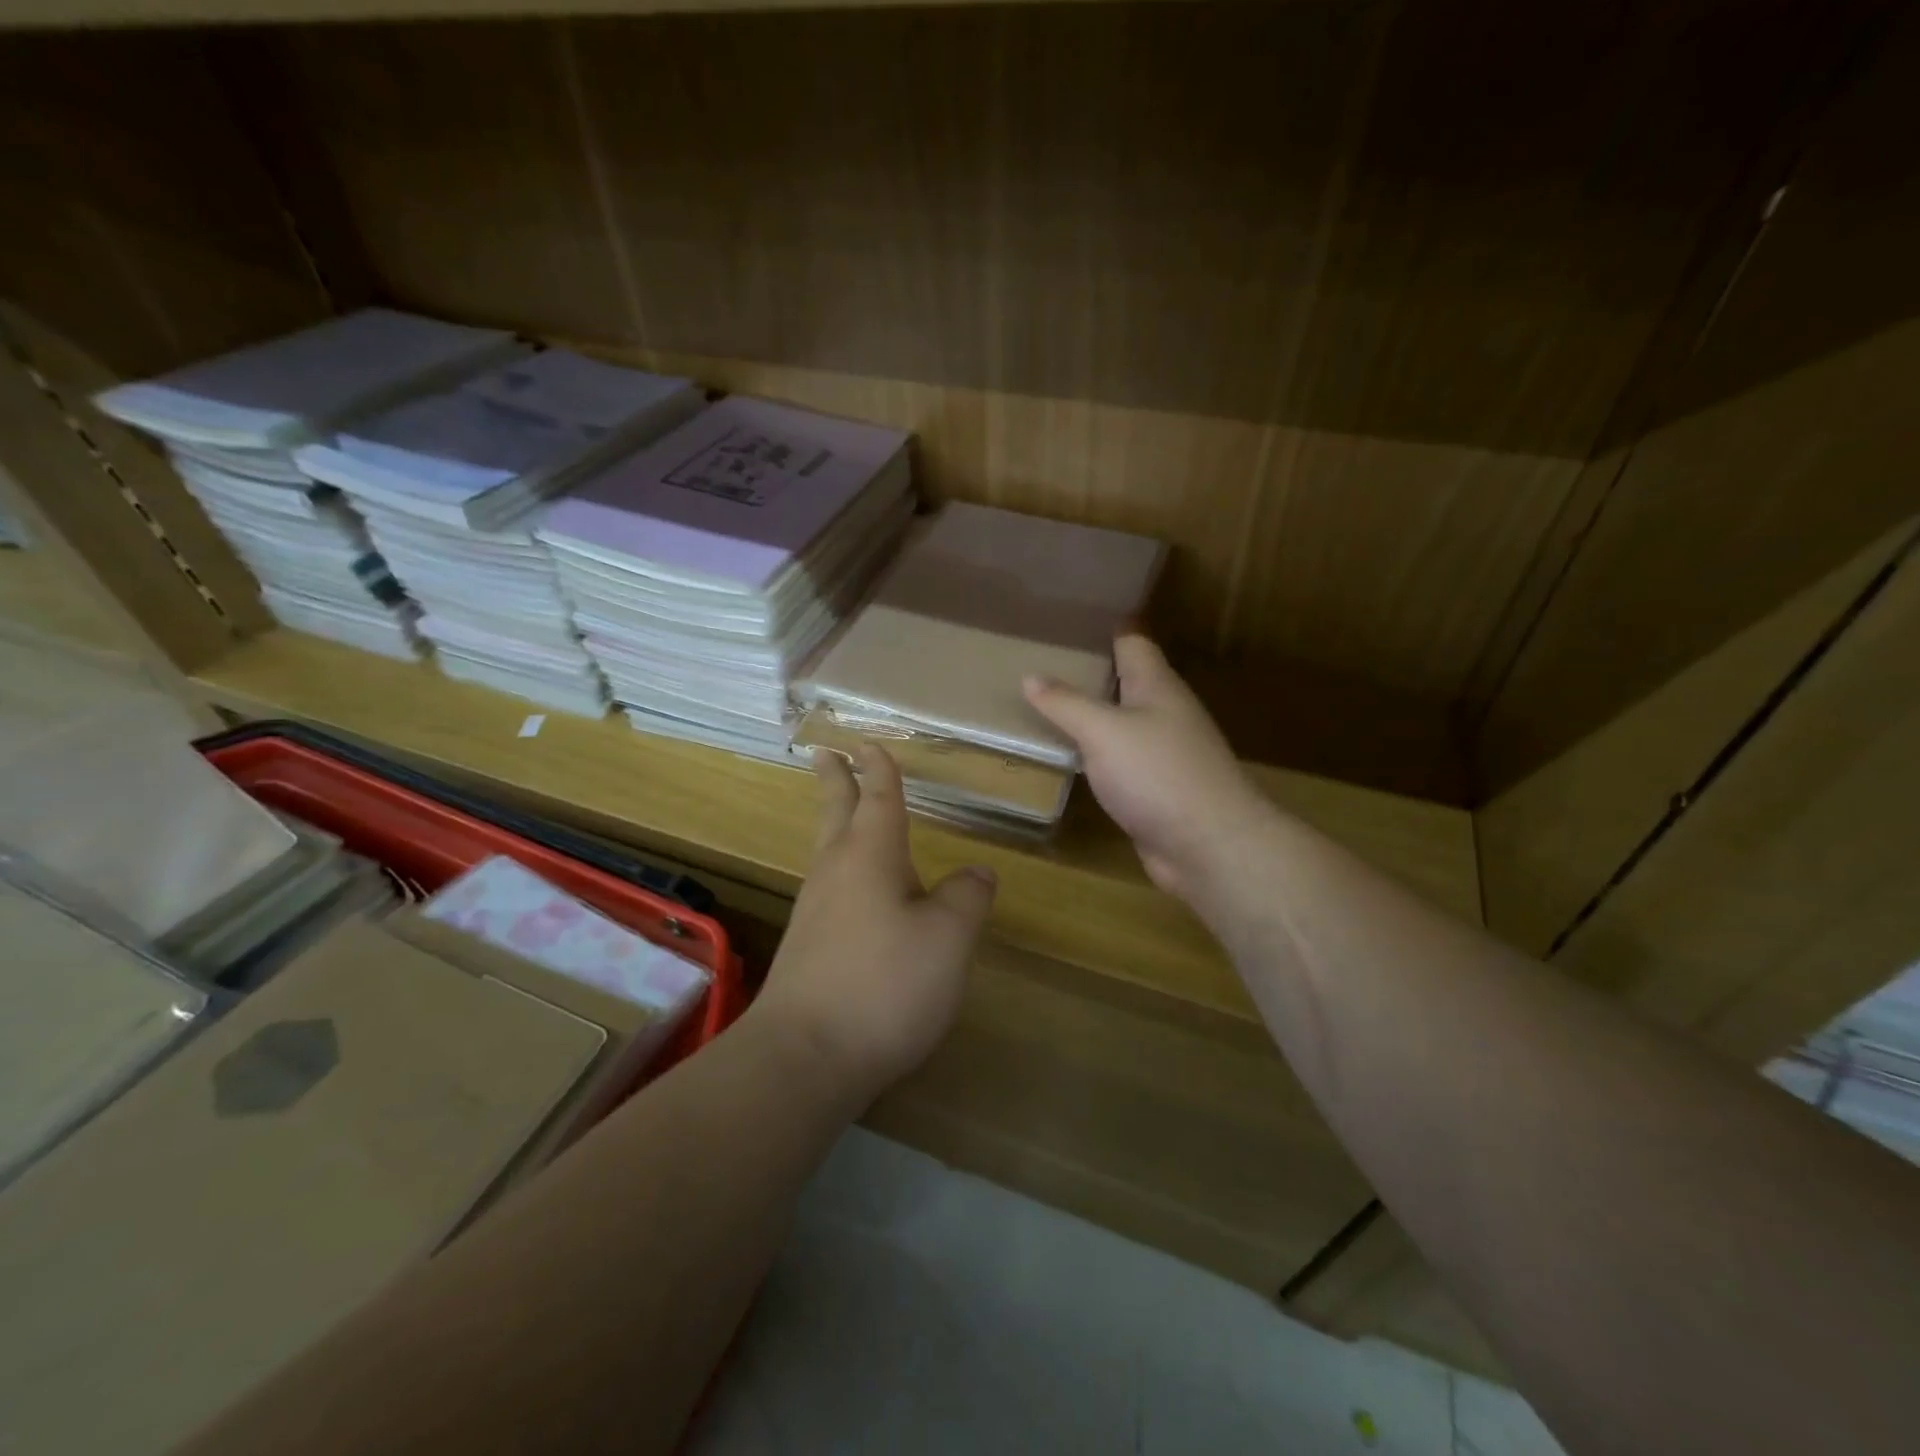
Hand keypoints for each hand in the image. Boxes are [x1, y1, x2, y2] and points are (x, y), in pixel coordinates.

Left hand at [751, 744, 996, 1104]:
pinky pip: (830, 888)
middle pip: (835, 813)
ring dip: (836, 822)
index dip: (879, 768)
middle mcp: (836, 873)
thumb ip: (966, 898)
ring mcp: (815, 911)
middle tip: (825, 752)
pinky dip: (842, 868)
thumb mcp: (947, 939)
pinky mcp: (809, 948)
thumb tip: (977, 871)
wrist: (805, 1057)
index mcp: (870, 856)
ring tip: (846, 814)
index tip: (869, 743)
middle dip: (835, 780)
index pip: (877, 797)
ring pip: (828, 850)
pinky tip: (859, 892)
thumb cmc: (884, 985)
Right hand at [1024, 634, 1269, 901]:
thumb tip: (1030, 676)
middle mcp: (1163, 713)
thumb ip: (1066, 703)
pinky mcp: (1156, 789)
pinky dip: (1094, 754)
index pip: (1132, 641)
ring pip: (1121, 723)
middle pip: (1126, 682)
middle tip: (1038, 662)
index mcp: (1157, 686)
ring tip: (1042, 706)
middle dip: (1088, 672)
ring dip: (1089, 716)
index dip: (1104, 627)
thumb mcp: (1103, 731)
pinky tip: (1068, 757)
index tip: (1067, 619)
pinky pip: (1119, 761)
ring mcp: (1163, 753)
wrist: (1209, 845)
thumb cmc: (1158, 774)